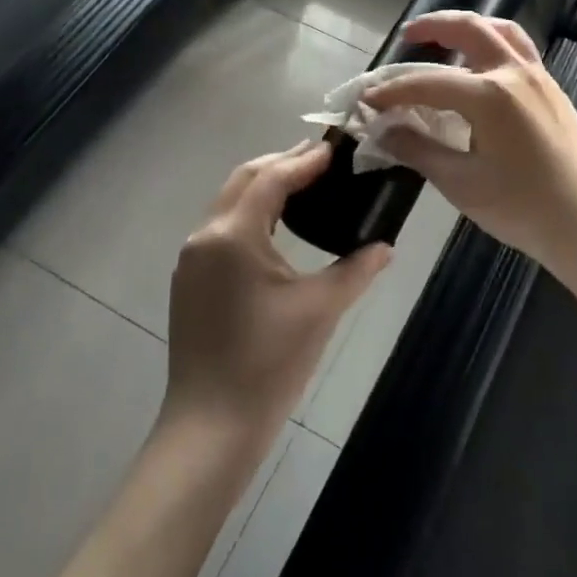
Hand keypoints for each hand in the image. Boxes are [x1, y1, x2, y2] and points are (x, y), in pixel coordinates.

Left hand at [164, 141, 391, 440]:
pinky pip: (221, 227)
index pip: (271, 178)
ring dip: (264, 185)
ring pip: (229, 202)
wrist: (212, 426)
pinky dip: (250, 212)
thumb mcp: (320, 309)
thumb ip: (356, 269)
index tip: (336, 149)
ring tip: (305, 183)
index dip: (304, 160)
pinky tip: (276, 224)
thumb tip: (386, 246)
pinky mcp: (190, 280)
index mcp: (233, 235)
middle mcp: (205, 236)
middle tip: (323, 160)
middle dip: (282, 163)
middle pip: (244, 179)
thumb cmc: (269, 363)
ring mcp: (192, 259)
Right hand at [363, 11, 576, 271]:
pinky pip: (520, 50)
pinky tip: (481, 68)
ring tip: (446, 38)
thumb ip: (419, 150)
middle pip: (470, 29)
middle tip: (408, 36)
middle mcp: (515, 73)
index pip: (428, 82)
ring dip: (469, 27)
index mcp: (490, 95)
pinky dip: (493, 43)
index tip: (367, 99)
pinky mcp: (553, 91)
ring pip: (502, 32)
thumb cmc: (523, 208)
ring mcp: (540, 79)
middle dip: (434, 26)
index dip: (393, 91)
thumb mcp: (461, 184)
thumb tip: (385, 131)